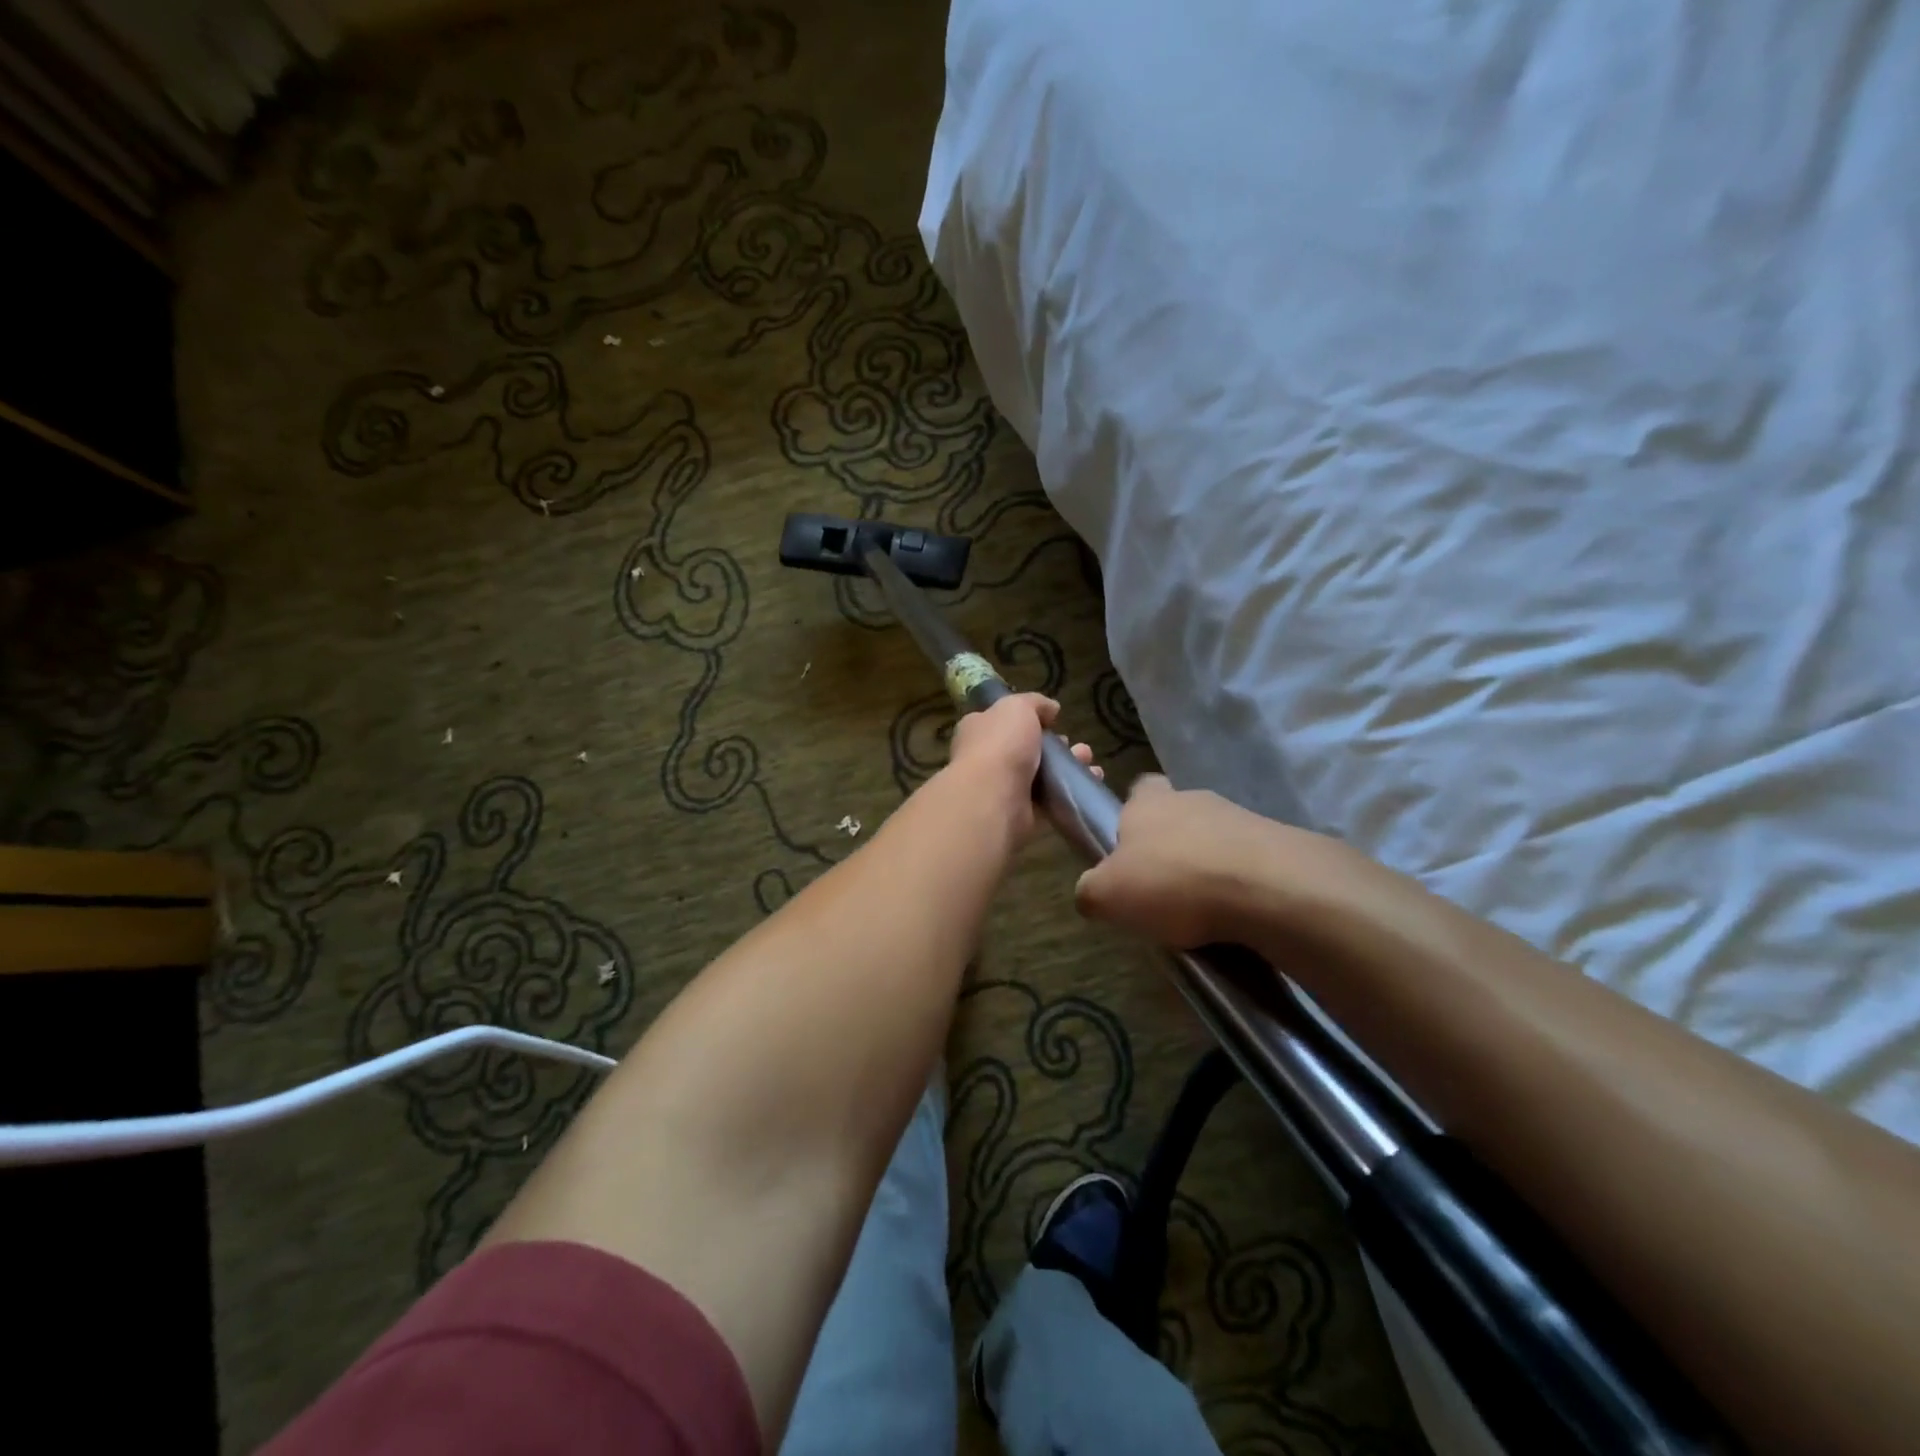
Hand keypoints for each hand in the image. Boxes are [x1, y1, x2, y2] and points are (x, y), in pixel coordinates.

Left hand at [946, 693, 1099, 842]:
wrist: (993, 798)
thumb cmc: (1000, 745)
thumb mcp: (1017, 707)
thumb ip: (1034, 703)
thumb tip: (1051, 709)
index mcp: (979, 730)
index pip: (1002, 721)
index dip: (1027, 719)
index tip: (1052, 720)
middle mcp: (988, 759)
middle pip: (1026, 749)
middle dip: (1054, 745)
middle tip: (1072, 744)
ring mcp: (1004, 788)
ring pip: (1042, 774)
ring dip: (1067, 767)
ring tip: (1088, 760)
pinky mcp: (1022, 814)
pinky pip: (1051, 800)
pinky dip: (1071, 791)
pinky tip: (1091, 780)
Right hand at [1074, 775, 1344, 947]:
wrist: (1269, 889)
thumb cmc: (1172, 882)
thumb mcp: (1107, 896)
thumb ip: (1090, 891)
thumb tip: (1091, 893)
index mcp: (1148, 802)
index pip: (1137, 790)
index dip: (1131, 817)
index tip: (1128, 850)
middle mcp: (1193, 798)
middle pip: (1177, 816)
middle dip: (1170, 847)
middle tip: (1162, 890)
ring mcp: (1240, 817)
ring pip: (1215, 840)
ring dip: (1208, 867)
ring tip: (1203, 913)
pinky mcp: (1278, 843)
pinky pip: (1250, 863)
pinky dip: (1241, 885)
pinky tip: (1237, 917)